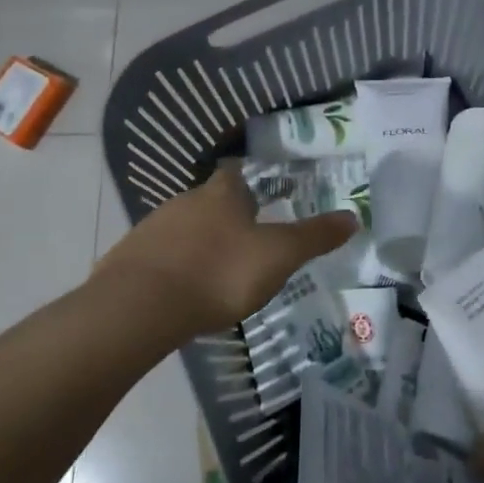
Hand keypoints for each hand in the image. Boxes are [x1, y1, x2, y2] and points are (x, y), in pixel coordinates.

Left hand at [94, 163, 358, 339]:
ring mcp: (153, 228)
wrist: (141, 306)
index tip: (263, 202)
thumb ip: (315, 237)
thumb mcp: (278, 256)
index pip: (237, 176)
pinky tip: (184, 291)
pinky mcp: (130, 259)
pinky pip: (160, 256)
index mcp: (221, 195)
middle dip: (227, 218)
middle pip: (210, 202)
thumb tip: (354, 217)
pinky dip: (175, 267)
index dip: (251, 186)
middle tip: (247, 243)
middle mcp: (185, 202)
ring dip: (200, 243)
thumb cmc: (219, 272)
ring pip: (184, 229)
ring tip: (217, 271)